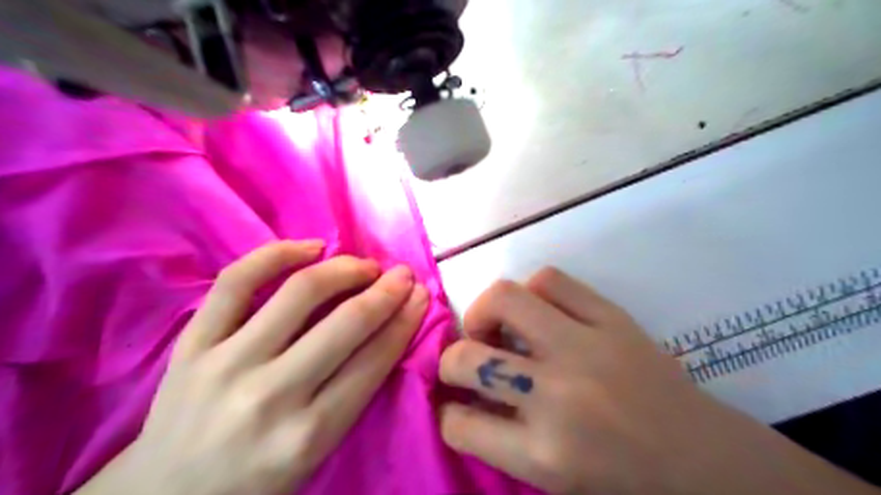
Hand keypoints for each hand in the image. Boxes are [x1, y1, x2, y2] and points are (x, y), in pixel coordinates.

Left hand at [77, 240, 427, 494]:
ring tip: (365, 265)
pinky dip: (278, 254)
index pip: (375, 360)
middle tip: (403, 275)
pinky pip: (237, 281)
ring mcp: (227, 363)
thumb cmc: (257, 481)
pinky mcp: (193, 343)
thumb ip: (354, 394)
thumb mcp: (319, 453)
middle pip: (347, 323)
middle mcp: (272, 395)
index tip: (420, 295)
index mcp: (309, 434)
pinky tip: (311, 248)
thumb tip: (388, 331)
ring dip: (345, 269)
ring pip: (300, 292)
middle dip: (387, 291)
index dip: (405, 320)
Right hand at [437, 269, 875, 491]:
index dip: (448, 414)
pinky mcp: (611, 317)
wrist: (704, 457)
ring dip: (483, 313)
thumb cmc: (626, 480)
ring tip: (495, 326)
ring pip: (503, 299)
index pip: (460, 425)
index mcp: (544, 453)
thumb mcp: (555, 481)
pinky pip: (549, 280)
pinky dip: (531, 292)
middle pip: (467, 358)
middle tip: (465, 362)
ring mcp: (585, 345)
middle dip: (450, 361)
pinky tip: (537, 310)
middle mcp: (557, 394)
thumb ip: (503, 441)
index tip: (453, 407)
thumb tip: (465, 398)